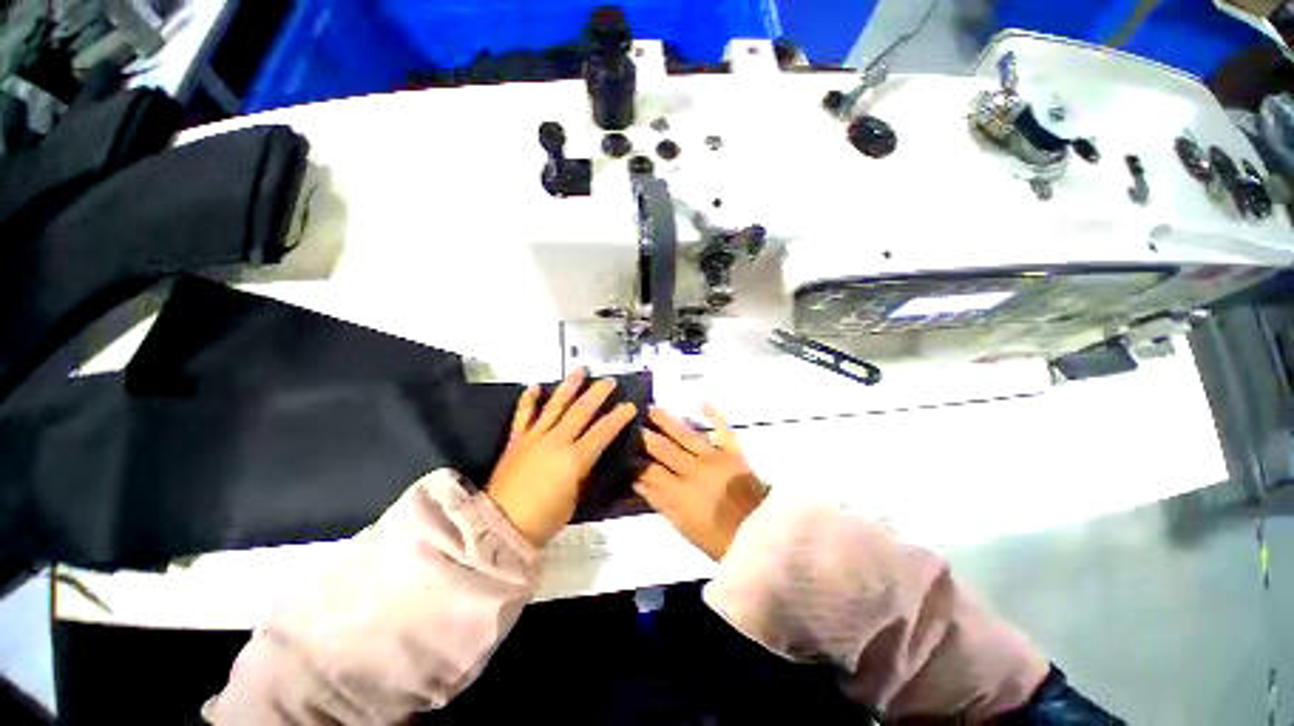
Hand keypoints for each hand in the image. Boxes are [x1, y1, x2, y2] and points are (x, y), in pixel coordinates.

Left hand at [486, 368, 636, 546]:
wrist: (500, 526)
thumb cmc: (545, 518)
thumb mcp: (575, 497)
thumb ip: (584, 471)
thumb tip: (590, 455)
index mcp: (575, 458)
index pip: (603, 431)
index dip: (618, 417)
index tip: (630, 405)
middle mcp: (556, 441)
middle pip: (581, 411)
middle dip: (598, 393)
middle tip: (609, 381)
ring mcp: (535, 437)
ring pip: (555, 406)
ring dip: (569, 387)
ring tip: (579, 370)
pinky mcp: (517, 440)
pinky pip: (523, 416)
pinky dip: (528, 400)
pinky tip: (534, 386)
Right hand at [635, 405, 767, 560]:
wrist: (761, 535)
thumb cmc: (718, 538)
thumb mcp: (683, 526)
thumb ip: (660, 501)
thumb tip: (638, 481)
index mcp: (679, 493)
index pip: (648, 472)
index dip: (633, 460)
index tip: (621, 448)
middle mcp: (693, 470)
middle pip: (662, 448)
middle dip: (643, 435)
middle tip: (629, 420)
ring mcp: (714, 458)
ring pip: (685, 434)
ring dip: (666, 420)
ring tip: (651, 407)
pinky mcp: (733, 452)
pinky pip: (722, 429)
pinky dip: (714, 415)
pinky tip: (701, 403)